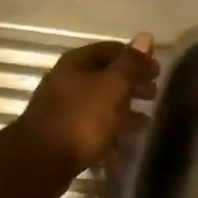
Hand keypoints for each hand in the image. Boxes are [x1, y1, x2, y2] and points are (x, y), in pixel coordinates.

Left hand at [14, 35, 159, 183]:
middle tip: (153, 94)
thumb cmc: (82, 117)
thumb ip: (131, 64)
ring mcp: (63, 110)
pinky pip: (91, 131)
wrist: (41, 161)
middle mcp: (66, 82)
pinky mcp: (63, 136)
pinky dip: (108, 136)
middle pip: (104, 78)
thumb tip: (145, 36)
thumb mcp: (113, 86)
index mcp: (77, 63)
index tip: (157, 70)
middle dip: (130, 85)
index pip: (110, 50)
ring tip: (144, 123)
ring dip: (122, 112)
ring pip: (99, 106)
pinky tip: (122, 150)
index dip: (135, 58)